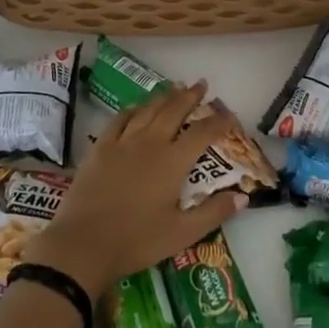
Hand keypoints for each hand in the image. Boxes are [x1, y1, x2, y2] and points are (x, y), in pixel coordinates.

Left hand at [24, 81, 244, 295]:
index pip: (202, 134)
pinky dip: (134, 108)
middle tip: (202, 84)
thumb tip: (243, 196)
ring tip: (175, 86)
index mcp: (173, 162)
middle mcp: (150, 143)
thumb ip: (213, 213)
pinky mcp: (101, 146)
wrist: (85, 243)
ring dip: (164, 96)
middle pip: (174, 110)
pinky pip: (121, 118)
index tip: (229, 115)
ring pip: (148, 109)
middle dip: (190, 96)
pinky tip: (138, 107)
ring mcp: (123, 141)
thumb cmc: (137, 241)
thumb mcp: (182, 234)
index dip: (218, 122)